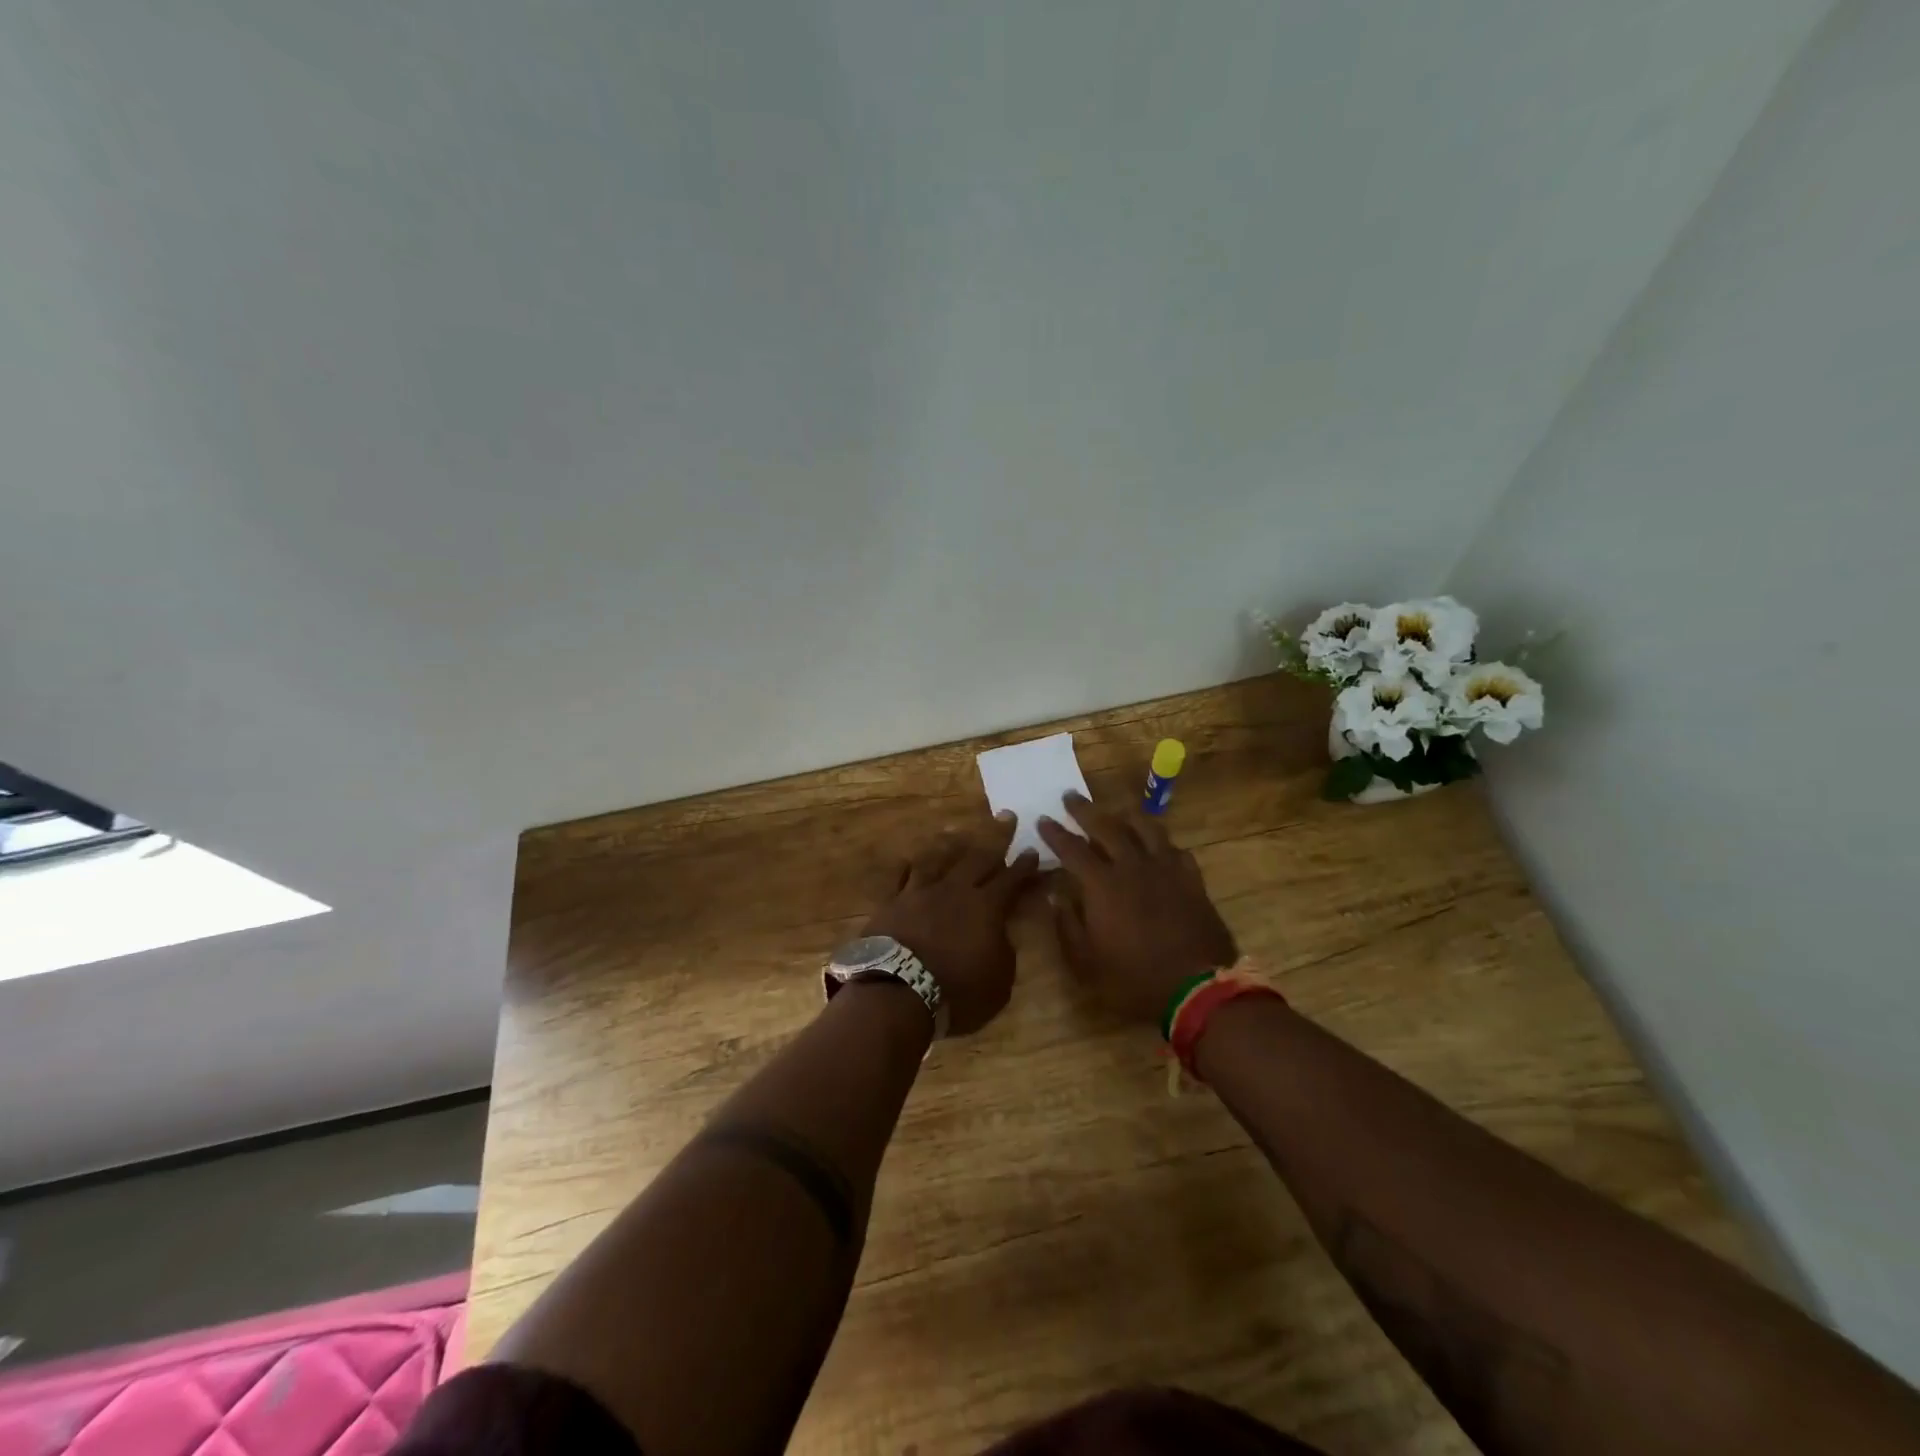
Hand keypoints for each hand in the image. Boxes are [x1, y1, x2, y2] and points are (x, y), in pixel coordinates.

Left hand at [862, 815, 1039, 1034]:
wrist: (898, 991)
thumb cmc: (957, 993)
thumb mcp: (999, 982)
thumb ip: (1003, 952)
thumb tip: (1000, 935)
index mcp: (986, 908)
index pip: (1011, 880)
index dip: (1024, 865)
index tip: (1033, 849)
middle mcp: (955, 890)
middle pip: (978, 857)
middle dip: (996, 836)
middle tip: (1006, 817)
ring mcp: (920, 892)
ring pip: (937, 859)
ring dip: (950, 845)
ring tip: (955, 833)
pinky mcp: (891, 903)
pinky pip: (901, 878)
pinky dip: (908, 868)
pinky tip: (910, 862)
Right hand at [1039, 792, 1237, 1026]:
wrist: (1197, 990)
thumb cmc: (1134, 979)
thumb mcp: (1086, 963)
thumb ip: (1067, 926)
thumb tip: (1056, 896)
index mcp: (1103, 885)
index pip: (1072, 849)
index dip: (1055, 833)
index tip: (1043, 819)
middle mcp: (1133, 866)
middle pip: (1107, 827)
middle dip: (1085, 810)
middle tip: (1071, 797)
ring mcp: (1166, 870)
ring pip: (1146, 829)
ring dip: (1126, 816)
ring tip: (1117, 812)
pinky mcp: (1192, 881)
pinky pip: (1176, 850)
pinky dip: (1162, 843)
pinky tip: (1159, 846)